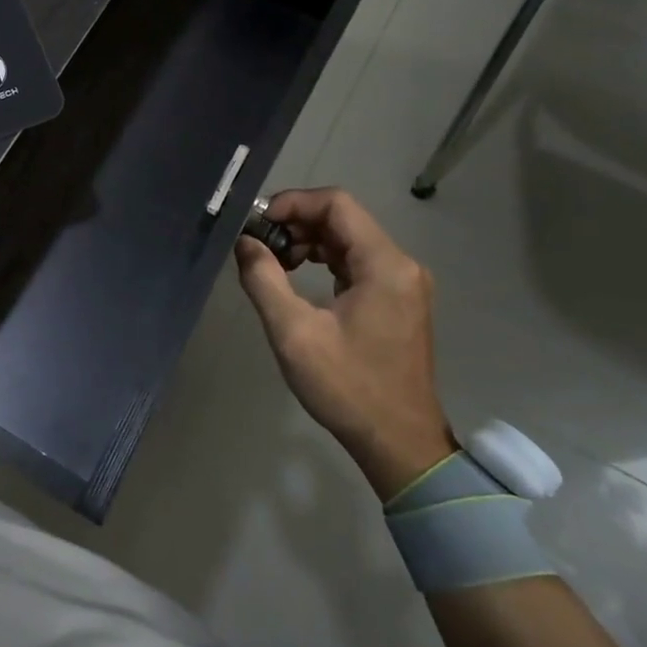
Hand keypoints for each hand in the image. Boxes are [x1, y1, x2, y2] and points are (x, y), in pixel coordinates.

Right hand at [233, 188, 454, 499]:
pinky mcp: (397, 299)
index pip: (337, 204)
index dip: (293, 203)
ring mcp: (403, 282)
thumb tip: (244, 242)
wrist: (399, 443)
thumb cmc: (347, 388)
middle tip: (258, 244)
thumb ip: (264, 279)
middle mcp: (401, 264)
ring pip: (349, 239)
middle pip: (343, 219)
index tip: (258, 223)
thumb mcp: (294, 333)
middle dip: (296, 222)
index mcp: (385, 265)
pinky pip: (357, 262)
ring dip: (308, 241)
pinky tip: (297, 276)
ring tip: (273, 261)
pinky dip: (324, 260)